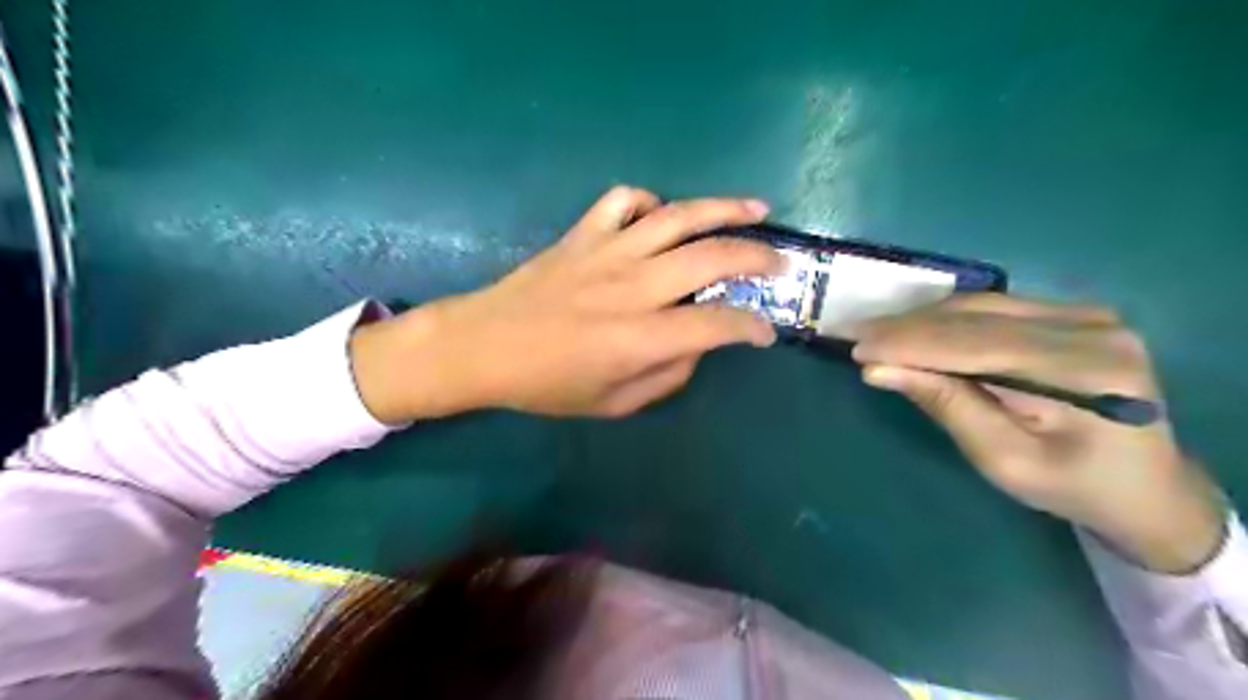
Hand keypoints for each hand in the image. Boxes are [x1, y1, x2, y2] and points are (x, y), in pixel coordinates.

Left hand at [349, 185, 777, 420]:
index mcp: (640, 337)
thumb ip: (666, 376)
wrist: (482, 346)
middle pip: (712, 257)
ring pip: (678, 216)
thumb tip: (697, 347)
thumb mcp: (613, 404)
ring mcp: (607, 252)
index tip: (765, 332)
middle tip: (780, 262)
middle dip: (758, 257)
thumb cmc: (546, 384)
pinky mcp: (583, 234)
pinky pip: (624, 201)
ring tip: (756, 208)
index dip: (752, 327)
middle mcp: (633, 287)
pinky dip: (651, 202)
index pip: (717, 323)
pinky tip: (661, 216)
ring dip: (724, 209)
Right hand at [853, 296, 1224, 574]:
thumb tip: (879, 370)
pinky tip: (915, 329)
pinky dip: (947, 320)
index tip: (856, 347)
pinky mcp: (1073, 314)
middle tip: (855, 335)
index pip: (977, 345)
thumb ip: (945, 405)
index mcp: (1086, 372)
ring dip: (922, 320)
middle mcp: (1092, 328)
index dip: (910, 344)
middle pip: (977, 318)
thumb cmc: (1072, 486)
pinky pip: (994, 308)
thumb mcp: (1003, 460)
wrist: (1145, 485)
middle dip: (908, 328)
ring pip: (980, 306)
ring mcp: (1087, 314)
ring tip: (875, 333)